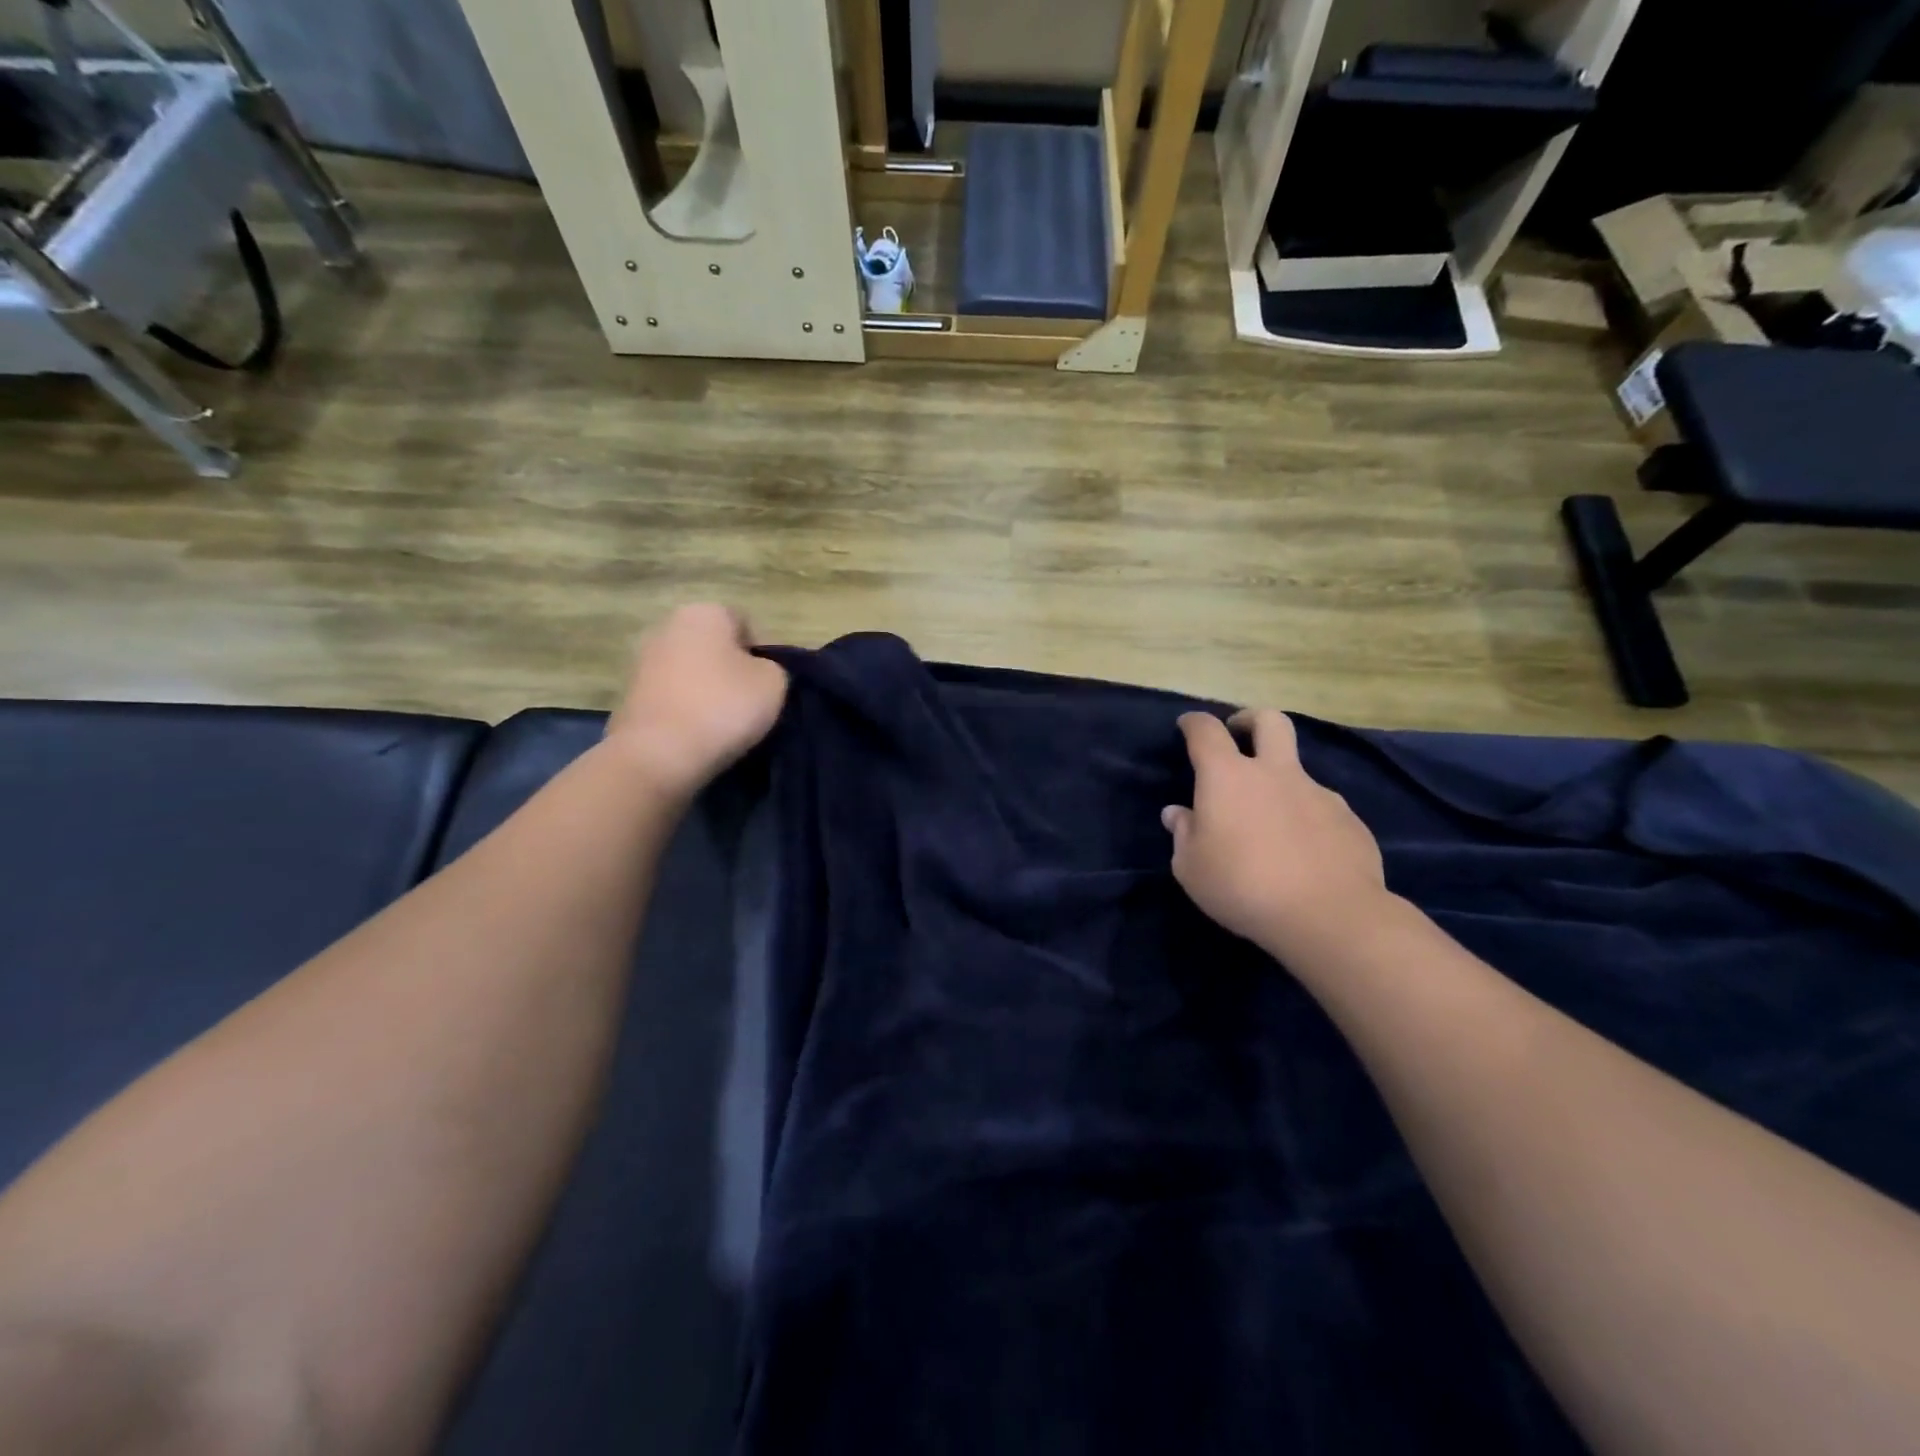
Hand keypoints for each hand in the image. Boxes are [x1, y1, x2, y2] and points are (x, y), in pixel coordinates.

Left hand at [605, 604, 788, 796]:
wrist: (659, 754)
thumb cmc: (723, 707)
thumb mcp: (773, 683)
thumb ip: (772, 667)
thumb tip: (757, 671)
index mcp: (704, 613)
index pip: (745, 624)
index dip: (763, 654)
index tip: (770, 685)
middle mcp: (667, 626)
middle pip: (713, 646)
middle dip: (731, 669)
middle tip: (750, 702)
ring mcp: (642, 660)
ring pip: (690, 671)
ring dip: (706, 690)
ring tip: (724, 722)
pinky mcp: (629, 695)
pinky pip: (671, 697)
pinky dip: (685, 709)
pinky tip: (698, 733)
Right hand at [1162, 710, 1389, 957]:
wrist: (1328, 916)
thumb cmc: (1242, 886)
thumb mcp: (1191, 868)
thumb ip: (1183, 834)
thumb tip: (1178, 814)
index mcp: (1227, 777)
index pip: (1206, 732)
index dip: (1194, 723)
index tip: (1187, 725)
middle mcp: (1274, 773)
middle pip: (1269, 721)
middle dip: (1250, 719)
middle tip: (1239, 733)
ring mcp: (1318, 793)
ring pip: (1297, 771)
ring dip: (1280, 783)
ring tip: (1271, 824)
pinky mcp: (1349, 821)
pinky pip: (1322, 809)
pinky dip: (1307, 820)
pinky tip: (1304, 853)